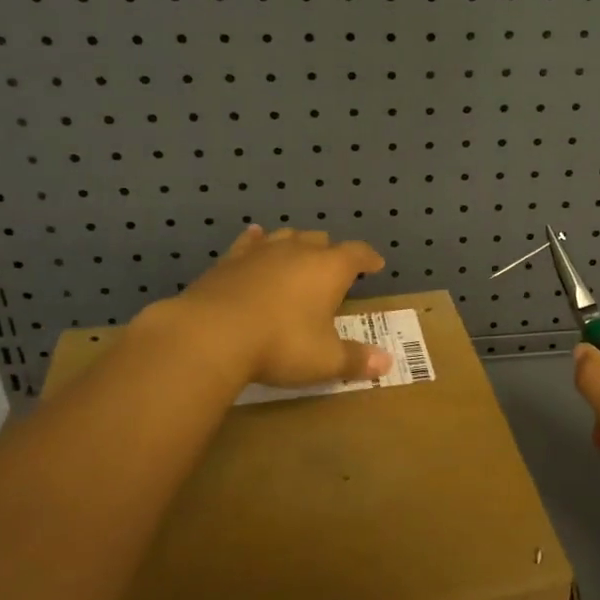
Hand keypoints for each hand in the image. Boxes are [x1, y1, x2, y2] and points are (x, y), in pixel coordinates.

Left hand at [164, 226, 389, 387]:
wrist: (211, 335)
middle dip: (331, 252)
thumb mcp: (325, 360)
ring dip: (296, 245)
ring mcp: (261, 252)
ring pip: (286, 236)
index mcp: (329, 269)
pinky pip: (248, 243)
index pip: (358, 253)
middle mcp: (298, 251)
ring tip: (299, 255)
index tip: (376, 264)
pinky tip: (254, 239)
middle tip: (335, 268)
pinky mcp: (228, 261)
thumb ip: (356, 360)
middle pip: (321, 240)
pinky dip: (256, 241)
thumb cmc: (281, 344)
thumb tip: (387, 363)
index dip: (369, 258)